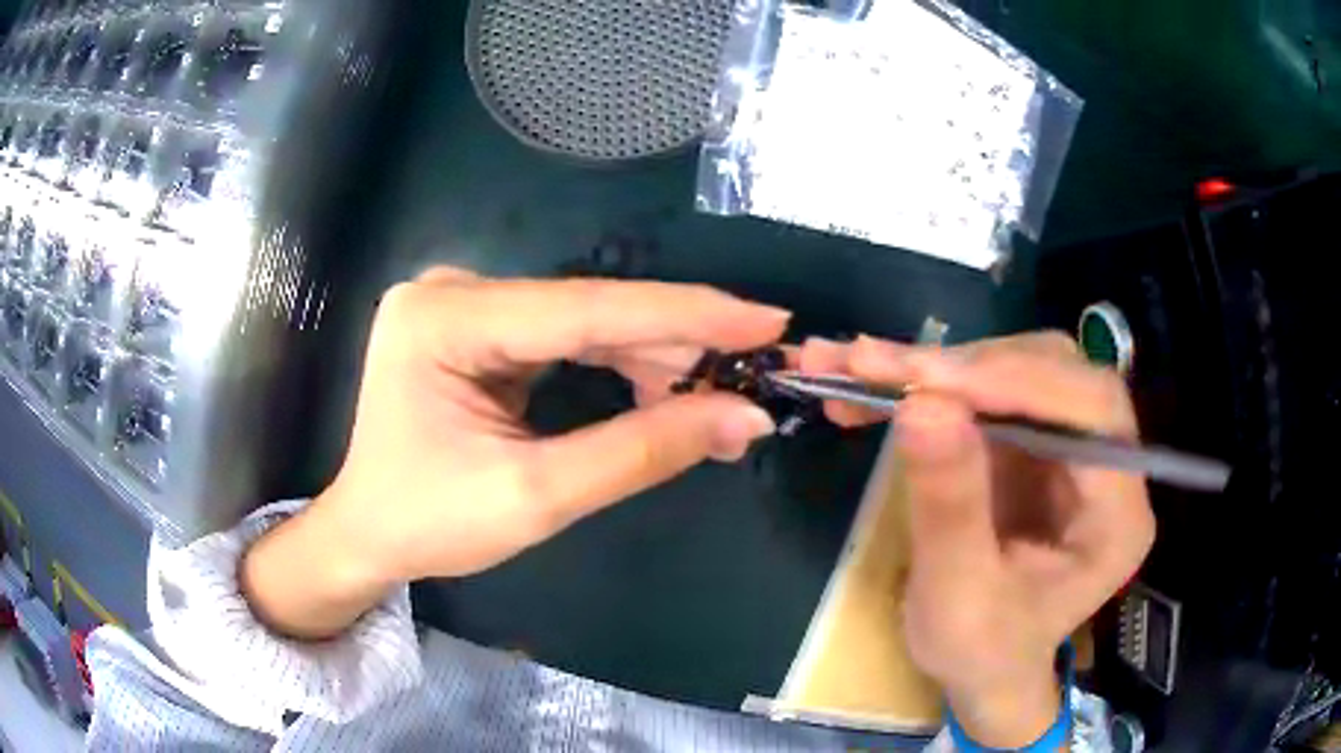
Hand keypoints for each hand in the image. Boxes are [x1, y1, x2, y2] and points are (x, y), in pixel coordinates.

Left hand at [242, 268, 789, 638]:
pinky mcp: (478, 326)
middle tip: (755, 371)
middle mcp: (453, 291)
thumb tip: (743, 417)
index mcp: (445, 320)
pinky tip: (666, 387)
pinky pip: (565, 336)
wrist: (369, 533)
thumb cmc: (430, 523)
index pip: (585, 309)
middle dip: (677, 344)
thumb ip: (641, 452)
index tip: (767, 320)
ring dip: (655, 357)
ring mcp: (464, 305)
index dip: (685, 314)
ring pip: (585, 321)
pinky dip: (620, 363)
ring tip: (718, 393)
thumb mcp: (536, 497)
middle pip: (588, 310)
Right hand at [801, 333, 1155, 747]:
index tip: (926, 382)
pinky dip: (925, 385)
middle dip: (963, 367)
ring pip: (1013, 368)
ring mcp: (1068, 445)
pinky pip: (984, 389)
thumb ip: (950, 507)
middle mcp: (1107, 464)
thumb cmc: (981, 651)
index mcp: (1118, 515)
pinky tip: (868, 391)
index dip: (1017, 381)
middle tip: (873, 367)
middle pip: (1053, 373)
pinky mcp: (1031, 440)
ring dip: (934, 368)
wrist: (983, 666)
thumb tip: (921, 403)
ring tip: (856, 372)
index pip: (1091, 412)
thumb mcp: (958, 598)